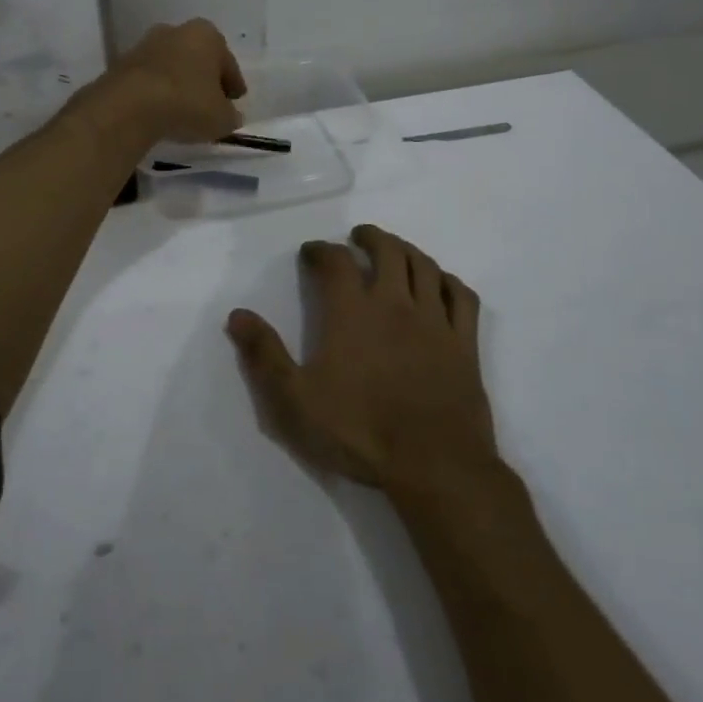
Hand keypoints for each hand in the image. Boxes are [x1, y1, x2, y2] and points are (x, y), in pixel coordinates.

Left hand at [72, 18, 245, 145]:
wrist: (129, 106)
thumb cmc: (187, 103)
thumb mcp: (221, 118)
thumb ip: (230, 115)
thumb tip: (229, 115)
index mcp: (207, 35)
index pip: (227, 62)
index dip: (233, 84)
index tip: (235, 100)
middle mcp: (176, 31)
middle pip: (197, 58)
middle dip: (203, 79)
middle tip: (210, 103)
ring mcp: (145, 45)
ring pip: (170, 67)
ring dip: (177, 84)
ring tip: (182, 110)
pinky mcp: (121, 64)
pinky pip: (148, 80)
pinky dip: (155, 92)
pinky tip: (159, 112)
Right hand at [226, 225, 497, 496]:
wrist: (433, 464)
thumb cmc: (359, 431)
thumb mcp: (294, 400)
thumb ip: (264, 355)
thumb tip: (237, 315)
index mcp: (352, 312)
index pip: (335, 262)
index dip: (321, 250)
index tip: (311, 252)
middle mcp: (395, 303)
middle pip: (387, 251)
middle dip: (370, 238)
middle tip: (358, 237)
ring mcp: (434, 320)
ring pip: (424, 266)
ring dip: (407, 250)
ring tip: (395, 250)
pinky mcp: (464, 342)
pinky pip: (461, 297)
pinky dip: (448, 281)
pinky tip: (440, 283)